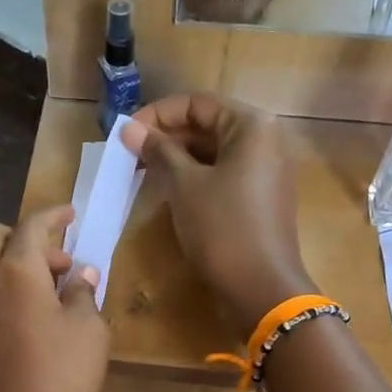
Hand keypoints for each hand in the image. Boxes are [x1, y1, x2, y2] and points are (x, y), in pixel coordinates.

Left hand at [0, 204, 108, 391]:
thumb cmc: (60, 377)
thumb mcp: (88, 331)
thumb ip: (83, 295)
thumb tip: (79, 277)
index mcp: (15, 270)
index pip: (32, 225)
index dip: (53, 215)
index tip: (71, 213)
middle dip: (24, 236)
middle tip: (59, 262)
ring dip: (9, 263)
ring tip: (45, 290)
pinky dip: (2, 289)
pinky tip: (30, 318)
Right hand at [125, 94, 313, 333]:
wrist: (261, 288)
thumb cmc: (222, 228)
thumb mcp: (184, 186)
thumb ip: (158, 151)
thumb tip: (129, 129)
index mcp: (251, 125)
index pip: (196, 103)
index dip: (157, 115)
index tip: (125, 134)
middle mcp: (265, 139)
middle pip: (207, 125)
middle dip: (166, 137)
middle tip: (129, 154)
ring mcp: (266, 170)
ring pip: (214, 152)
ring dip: (178, 158)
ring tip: (142, 171)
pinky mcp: (261, 197)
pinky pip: (223, 174)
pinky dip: (195, 177)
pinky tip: (168, 190)